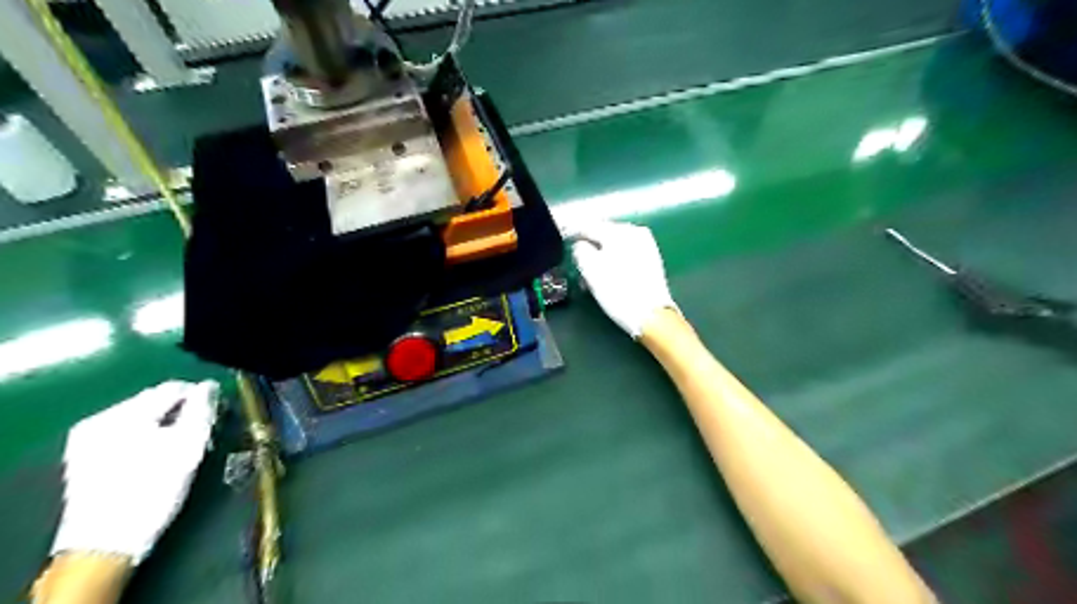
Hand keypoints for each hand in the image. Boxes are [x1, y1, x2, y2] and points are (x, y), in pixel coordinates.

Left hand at [53, 380, 218, 563]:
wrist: (104, 544)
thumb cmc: (153, 491)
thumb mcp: (188, 448)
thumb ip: (201, 410)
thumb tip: (209, 387)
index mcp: (123, 414)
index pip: (173, 388)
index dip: (201, 398)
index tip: (216, 417)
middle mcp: (99, 420)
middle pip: (155, 401)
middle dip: (181, 413)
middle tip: (201, 436)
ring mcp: (86, 440)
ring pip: (141, 418)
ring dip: (165, 426)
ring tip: (179, 450)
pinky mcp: (83, 458)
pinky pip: (125, 434)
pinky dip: (146, 439)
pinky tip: (155, 459)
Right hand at [566, 221, 675, 337]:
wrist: (651, 314)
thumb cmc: (617, 291)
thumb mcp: (590, 269)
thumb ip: (580, 250)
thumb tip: (580, 245)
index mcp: (619, 231)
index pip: (588, 226)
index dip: (572, 233)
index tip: (562, 240)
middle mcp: (635, 231)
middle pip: (603, 234)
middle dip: (588, 246)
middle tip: (577, 262)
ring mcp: (646, 245)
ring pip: (614, 245)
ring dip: (600, 255)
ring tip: (590, 275)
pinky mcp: (651, 259)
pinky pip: (625, 253)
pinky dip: (613, 260)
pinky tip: (607, 275)